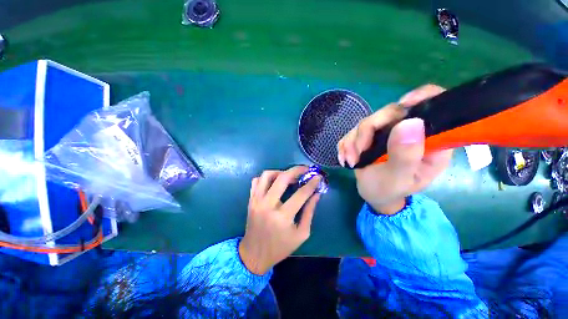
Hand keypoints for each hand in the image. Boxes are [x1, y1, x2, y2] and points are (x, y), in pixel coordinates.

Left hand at [239, 166, 321, 274]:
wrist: (254, 254)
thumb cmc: (280, 247)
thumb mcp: (301, 234)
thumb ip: (309, 212)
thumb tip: (316, 194)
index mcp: (283, 217)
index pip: (301, 194)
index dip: (311, 183)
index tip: (318, 176)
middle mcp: (268, 205)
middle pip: (282, 178)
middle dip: (296, 170)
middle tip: (305, 169)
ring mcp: (256, 201)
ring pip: (267, 175)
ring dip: (280, 172)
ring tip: (289, 176)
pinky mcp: (250, 200)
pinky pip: (256, 181)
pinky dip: (266, 177)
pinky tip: (274, 182)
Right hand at [337, 84, 452, 214]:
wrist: (373, 195)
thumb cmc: (389, 191)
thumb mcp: (399, 178)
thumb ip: (406, 155)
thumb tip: (411, 122)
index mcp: (429, 141)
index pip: (433, 106)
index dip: (421, 97)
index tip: (403, 104)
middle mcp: (408, 131)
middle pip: (389, 113)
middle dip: (366, 133)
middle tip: (357, 154)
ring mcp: (386, 132)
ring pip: (366, 122)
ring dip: (353, 142)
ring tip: (351, 161)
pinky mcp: (369, 136)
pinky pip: (353, 132)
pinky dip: (346, 145)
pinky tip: (347, 158)